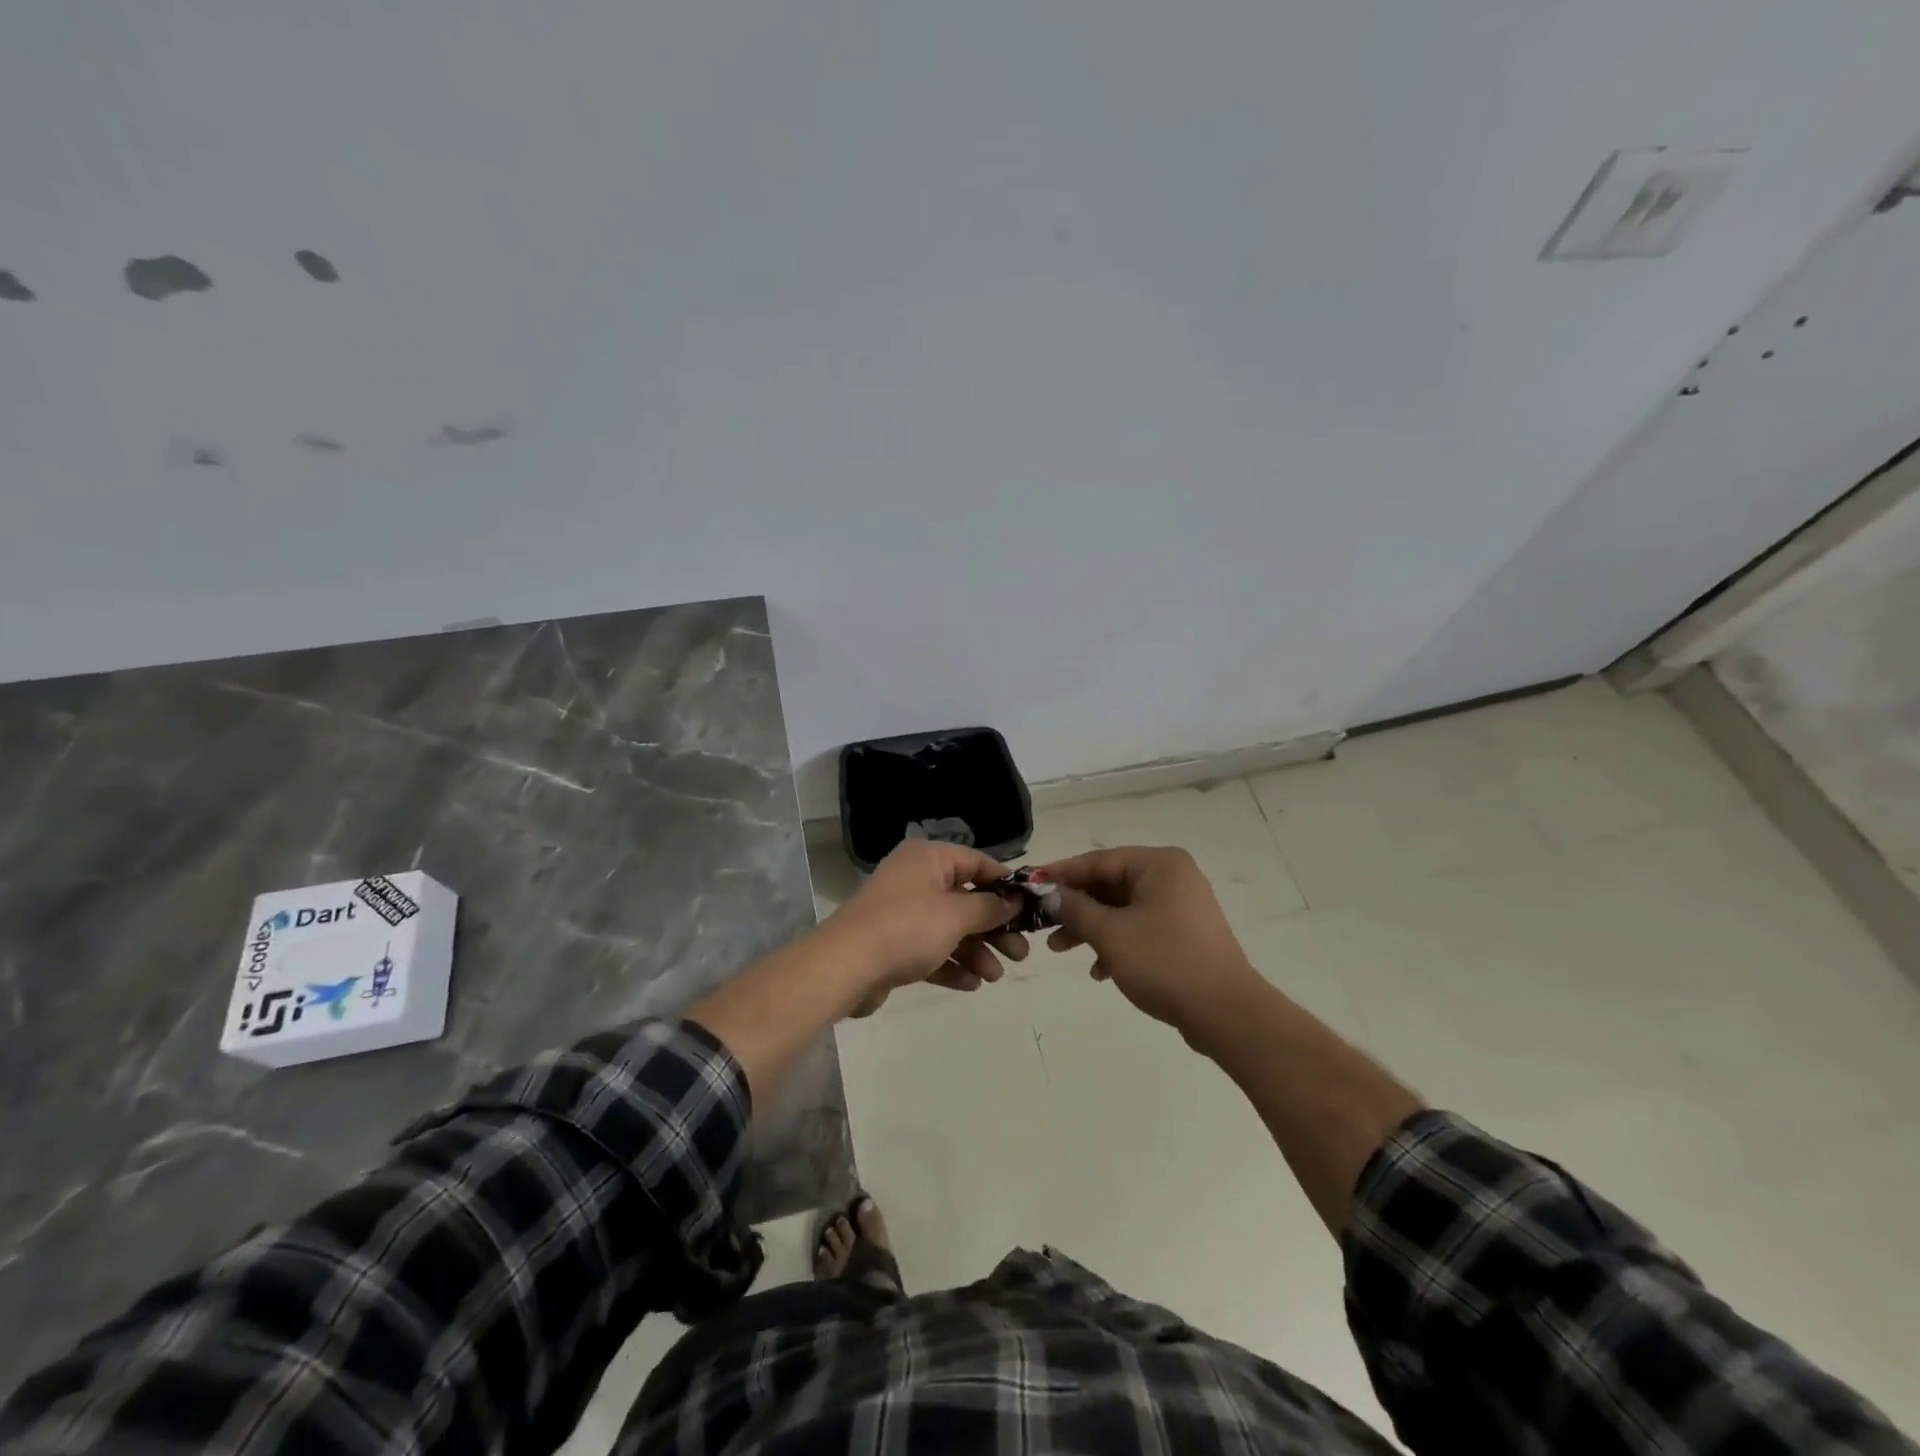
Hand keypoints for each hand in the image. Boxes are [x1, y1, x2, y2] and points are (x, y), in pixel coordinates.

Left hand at [826, 840, 1028, 1015]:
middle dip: (994, 928)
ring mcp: (902, 912)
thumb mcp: (957, 915)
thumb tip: (1013, 901)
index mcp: (929, 859)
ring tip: (995, 977)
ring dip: (976, 951)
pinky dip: (952, 965)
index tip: (1030, 907)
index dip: (1005, 884)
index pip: (977, 863)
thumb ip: (990, 908)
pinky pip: (931, 950)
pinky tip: (972, 984)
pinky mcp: (893, 944)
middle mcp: (915, 879)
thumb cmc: (908, 927)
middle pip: (966, 900)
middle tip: (1021, 953)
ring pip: (950, 929)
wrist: (847, 965)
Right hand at [1035, 846, 1263, 1047]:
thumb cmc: (1165, 963)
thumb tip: (1051, 894)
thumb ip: (1075, 909)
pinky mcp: (1185, 935)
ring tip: (1059, 949)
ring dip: (1091, 927)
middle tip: (1042, 924)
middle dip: (1075, 906)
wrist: (1227, 1014)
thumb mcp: (1110, 934)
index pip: (1099, 860)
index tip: (1031, 886)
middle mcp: (1172, 877)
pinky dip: (1116, 943)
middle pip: (1110, 884)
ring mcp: (1181, 906)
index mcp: (1159, 865)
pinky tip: (1098, 970)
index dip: (1062, 874)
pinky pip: (1140, 928)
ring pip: (1123, 909)